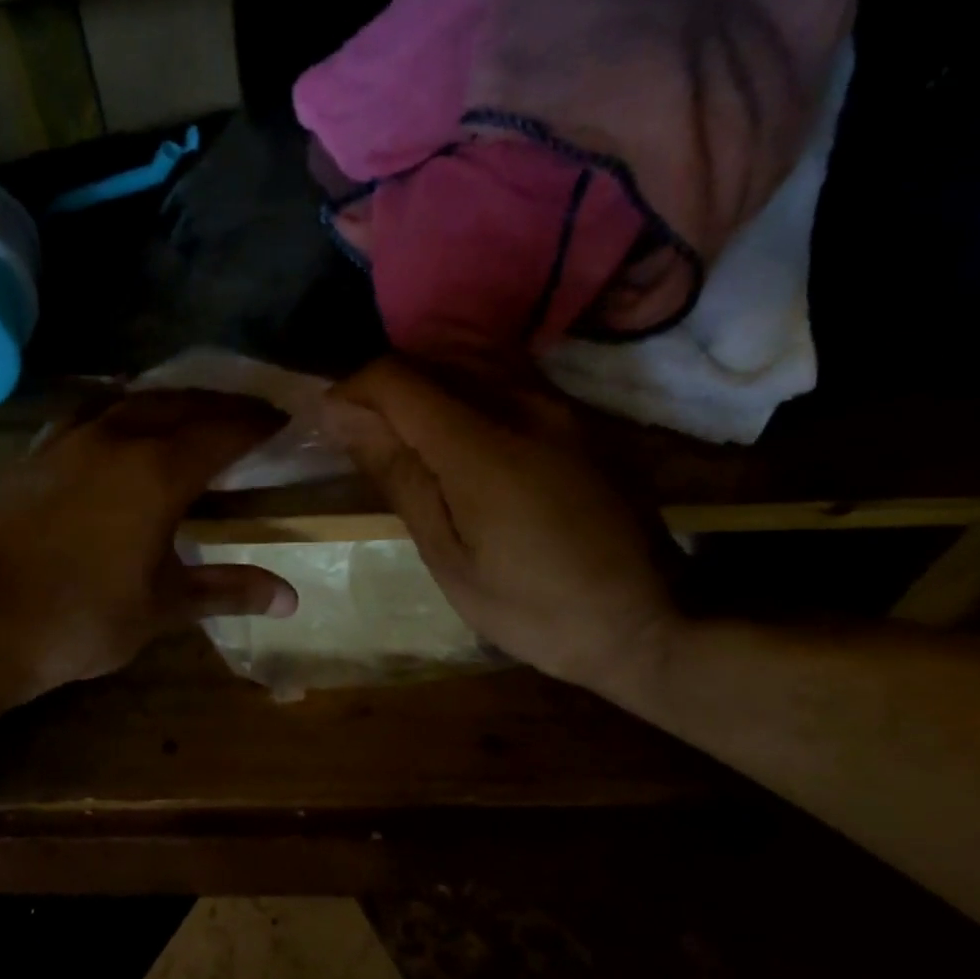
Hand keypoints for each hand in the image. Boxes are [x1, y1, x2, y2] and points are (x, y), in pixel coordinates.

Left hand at [0, 389, 297, 698]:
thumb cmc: (82, 618)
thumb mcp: (163, 606)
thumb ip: (227, 590)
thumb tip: (289, 599)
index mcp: (156, 472)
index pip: (221, 433)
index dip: (257, 425)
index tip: (283, 421)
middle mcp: (115, 439)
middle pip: (180, 405)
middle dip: (221, 406)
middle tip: (250, 414)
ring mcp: (69, 441)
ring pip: (132, 400)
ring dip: (171, 400)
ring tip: (193, 411)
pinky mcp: (36, 455)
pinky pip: (89, 412)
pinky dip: (120, 408)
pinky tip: (120, 423)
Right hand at [323, 357, 683, 701]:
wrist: (648, 622)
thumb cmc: (534, 607)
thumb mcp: (449, 557)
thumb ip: (399, 475)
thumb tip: (345, 419)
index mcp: (483, 446)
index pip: (396, 378)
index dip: (352, 391)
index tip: (332, 427)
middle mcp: (523, 403)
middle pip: (431, 357)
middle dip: (384, 386)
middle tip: (363, 436)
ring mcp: (559, 404)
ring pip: (471, 356)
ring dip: (424, 381)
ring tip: (404, 430)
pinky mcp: (579, 415)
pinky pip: (507, 374)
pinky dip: (464, 385)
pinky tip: (455, 428)